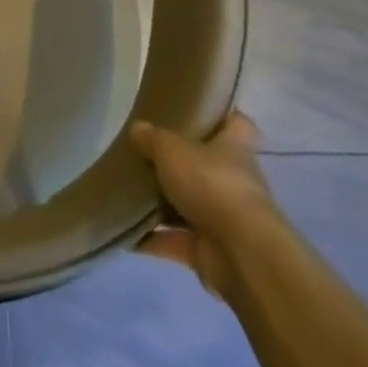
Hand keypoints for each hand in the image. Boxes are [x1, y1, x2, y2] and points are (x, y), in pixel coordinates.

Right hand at [130, 114, 278, 298]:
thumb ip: (153, 138)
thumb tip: (138, 129)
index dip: (221, 116)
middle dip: (179, 164)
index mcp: (234, 149)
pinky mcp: (210, 252)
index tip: (195, 111)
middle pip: (207, 166)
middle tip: (144, 152)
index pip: (237, 124)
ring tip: (127, 190)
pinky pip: (175, 241)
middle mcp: (233, 182)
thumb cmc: (212, 185)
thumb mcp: (172, 149)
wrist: (241, 255)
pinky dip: (153, 239)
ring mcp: (224, 219)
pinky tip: (125, 229)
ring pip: (189, 206)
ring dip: (162, 204)